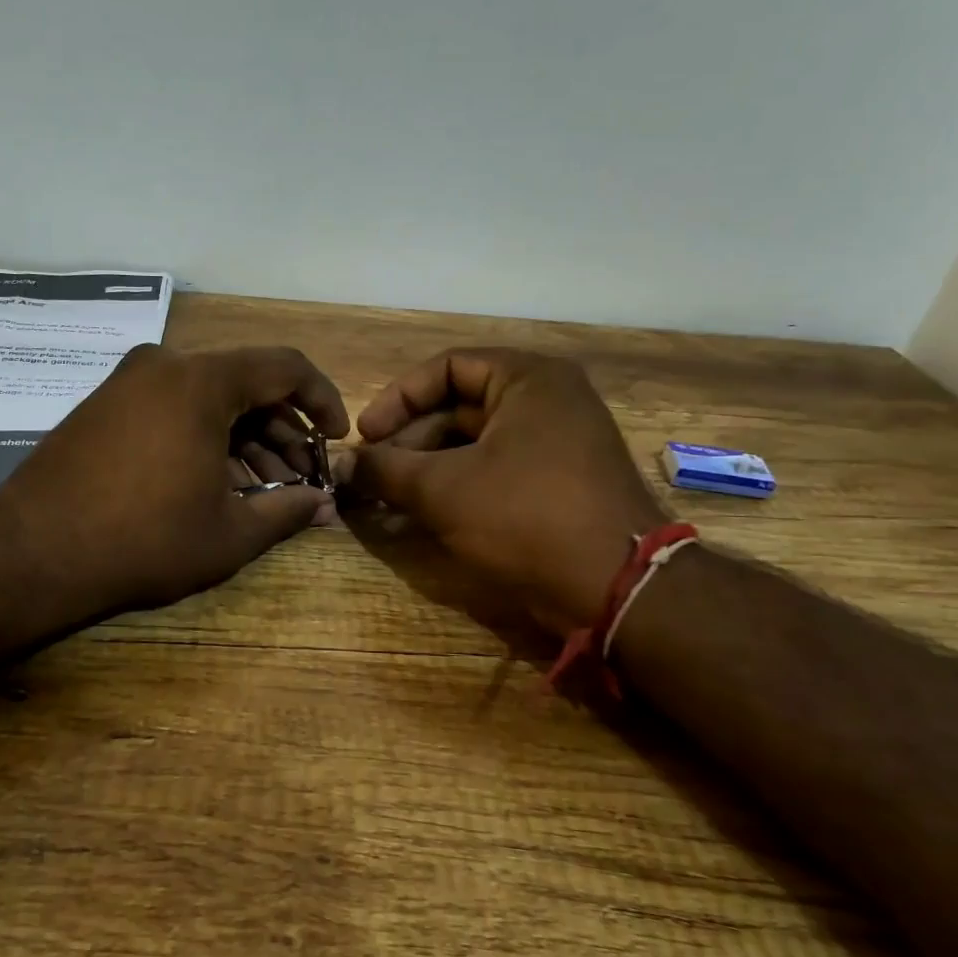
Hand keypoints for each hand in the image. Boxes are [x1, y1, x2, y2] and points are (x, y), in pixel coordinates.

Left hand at [0, 344, 348, 622]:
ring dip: (244, 439)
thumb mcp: (228, 533)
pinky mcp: (105, 405)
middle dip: (282, 432)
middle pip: (246, 384)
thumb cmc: (143, 540)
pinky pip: (174, 408)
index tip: (335, 438)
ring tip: (264, 491)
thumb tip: (325, 506)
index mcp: (201, 380)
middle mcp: (165, 365)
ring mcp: (128, 382)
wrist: (32, 552)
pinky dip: (205, 438)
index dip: (322, 400)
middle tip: (300, 480)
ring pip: (209, 399)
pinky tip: (216, 483)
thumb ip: (288, 511)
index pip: (285, 367)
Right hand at [345, 348, 666, 632]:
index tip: (365, 435)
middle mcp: (547, 400)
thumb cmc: (526, 517)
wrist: (616, 588)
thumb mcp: (443, 490)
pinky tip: (420, 512)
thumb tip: (342, 464)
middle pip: (459, 406)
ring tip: (388, 497)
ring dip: (426, 467)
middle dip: (408, 440)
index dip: (397, 399)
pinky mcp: (557, 482)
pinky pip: (494, 469)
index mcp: (529, 380)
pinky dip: (456, 485)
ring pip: (474, 442)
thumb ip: (385, 469)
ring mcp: (556, 442)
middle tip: (371, 473)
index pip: (446, 368)